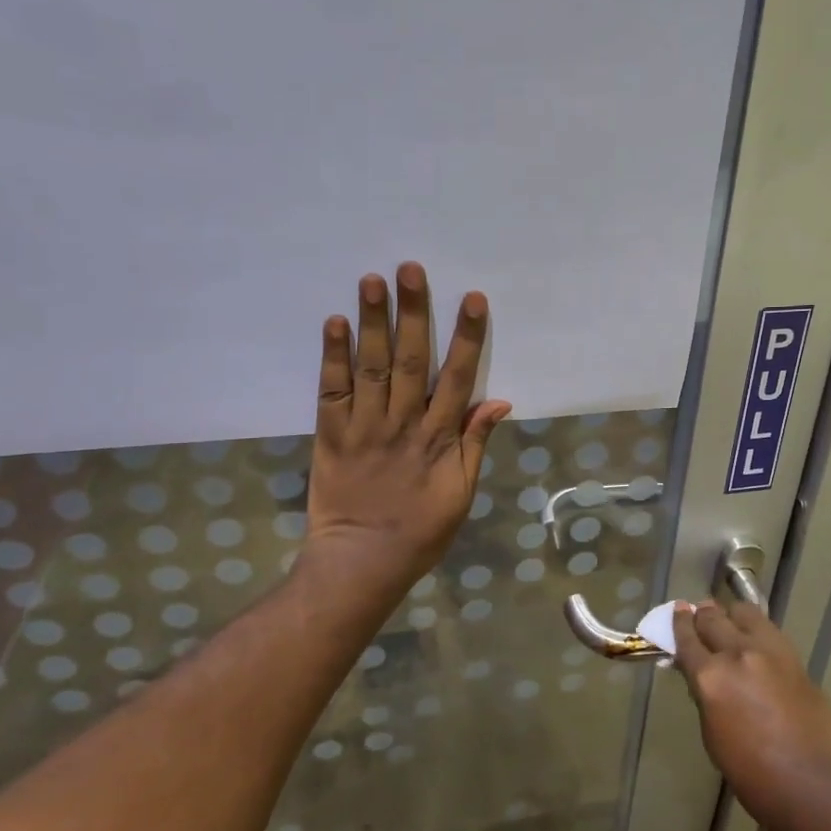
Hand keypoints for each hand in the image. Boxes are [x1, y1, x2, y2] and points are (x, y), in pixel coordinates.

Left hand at [305, 262, 509, 600]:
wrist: (361, 562)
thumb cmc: (420, 532)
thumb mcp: (461, 494)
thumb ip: (476, 444)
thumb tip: (499, 400)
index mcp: (438, 439)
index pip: (456, 378)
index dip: (466, 337)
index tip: (471, 299)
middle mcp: (402, 424)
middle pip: (409, 360)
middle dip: (412, 313)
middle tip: (410, 268)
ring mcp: (363, 427)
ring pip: (370, 367)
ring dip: (372, 322)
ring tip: (372, 280)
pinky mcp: (330, 435)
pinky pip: (331, 391)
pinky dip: (333, 356)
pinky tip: (335, 322)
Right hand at [671, 601, 830, 813]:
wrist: (817, 785)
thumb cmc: (754, 776)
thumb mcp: (713, 737)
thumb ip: (705, 697)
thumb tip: (701, 677)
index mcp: (711, 678)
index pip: (687, 639)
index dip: (678, 623)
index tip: (677, 611)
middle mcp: (738, 654)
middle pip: (714, 618)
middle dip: (702, 615)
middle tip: (698, 615)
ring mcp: (770, 651)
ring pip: (744, 612)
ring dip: (731, 614)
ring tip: (729, 622)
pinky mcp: (795, 657)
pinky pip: (768, 629)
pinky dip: (755, 628)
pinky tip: (754, 639)